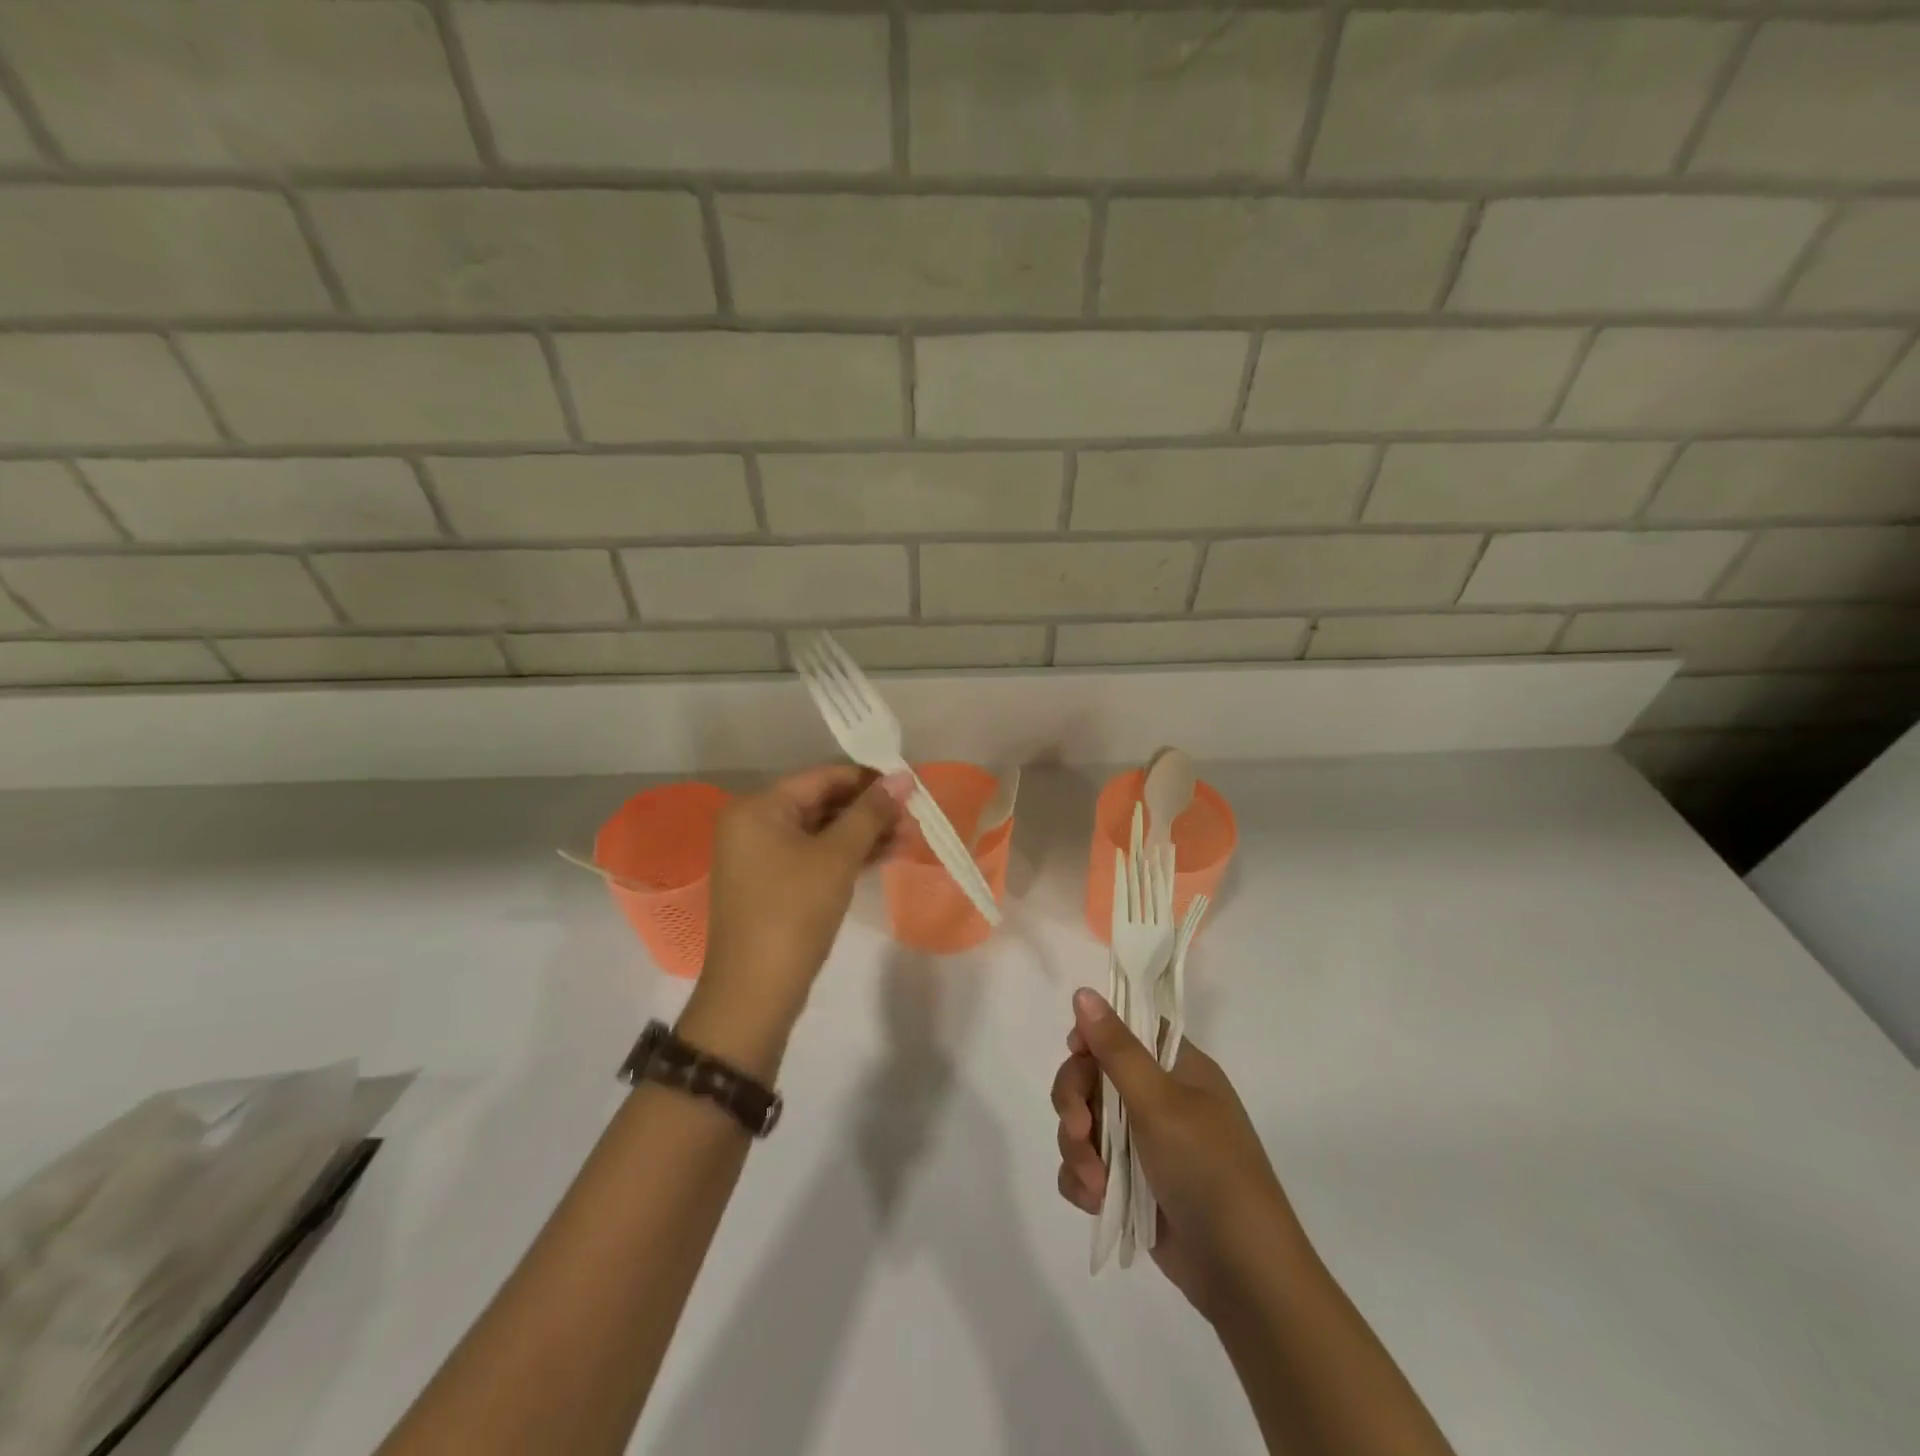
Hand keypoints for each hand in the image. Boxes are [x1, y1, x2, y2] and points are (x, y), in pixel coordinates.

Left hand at [680, 766, 909, 1075]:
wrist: (755, 992)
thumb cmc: (794, 912)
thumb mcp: (837, 858)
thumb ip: (871, 813)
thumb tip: (904, 777)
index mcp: (759, 807)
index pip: (822, 777)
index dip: (869, 779)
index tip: (910, 787)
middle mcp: (754, 824)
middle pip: (822, 803)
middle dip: (869, 810)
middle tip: (914, 817)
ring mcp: (761, 856)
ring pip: (821, 832)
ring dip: (864, 834)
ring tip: (909, 837)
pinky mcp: (773, 884)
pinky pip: (815, 856)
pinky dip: (847, 855)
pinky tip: (885, 855)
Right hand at [1052, 989, 1299, 1317]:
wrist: (1243, 1275)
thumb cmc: (1208, 1170)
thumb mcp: (1160, 1102)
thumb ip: (1116, 1048)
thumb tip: (1083, 991)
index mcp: (1178, 1068)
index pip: (1125, 1030)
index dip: (1093, 1038)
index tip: (1076, 1054)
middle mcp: (1160, 1099)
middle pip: (1093, 1076)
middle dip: (1075, 1103)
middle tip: (1078, 1130)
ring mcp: (1144, 1144)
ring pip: (1084, 1123)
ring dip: (1078, 1149)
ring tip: (1094, 1183)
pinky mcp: (1131, 1185)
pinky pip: (1088, 1166)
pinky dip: (1083, 1180)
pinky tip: (1094, 1200)